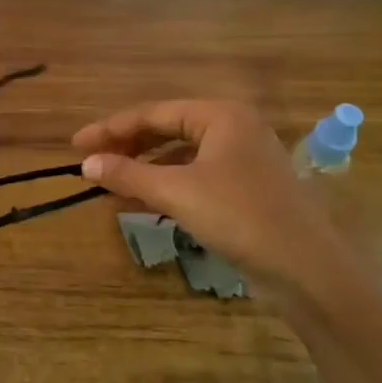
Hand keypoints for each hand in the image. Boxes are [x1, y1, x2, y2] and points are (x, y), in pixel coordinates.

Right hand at [73, 99, 349, 290]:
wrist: (306, 269)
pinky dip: (166, 185)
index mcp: (221, 116)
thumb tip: (86, 164)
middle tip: (90, 162)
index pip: (153, 113)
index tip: (76, 145)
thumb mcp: (177, 192)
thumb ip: (129, 174)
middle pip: (167, 130)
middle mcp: (234, 129)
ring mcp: (242, 160)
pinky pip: (195, 176)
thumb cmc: (239, 216)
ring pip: (180, 155)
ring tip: (110, 183)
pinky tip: (142, 201)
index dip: (111, 129)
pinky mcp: (245, 189)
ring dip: (144, 168)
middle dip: (127, 147)